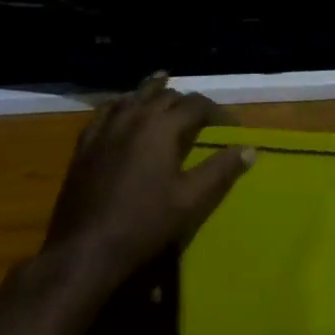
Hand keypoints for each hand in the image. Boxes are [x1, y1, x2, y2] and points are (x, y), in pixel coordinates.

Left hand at [45, 74, 253, 290]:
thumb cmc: (144, 223)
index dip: (217, 112)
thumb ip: (221, 170)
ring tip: (164, 87)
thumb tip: (249, 149)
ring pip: (133, 97)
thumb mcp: (191, 199)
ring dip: (153, 92)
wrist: (86, 248)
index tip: (231, 127)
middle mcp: (133, 117)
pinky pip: (106, 112)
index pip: (196, 104)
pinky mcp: (85, 144)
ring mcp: (105, 129)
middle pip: (164, 96)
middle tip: (202, 117)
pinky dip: (122, 105)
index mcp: (161, 127)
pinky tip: (123, 110)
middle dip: (186, 102)